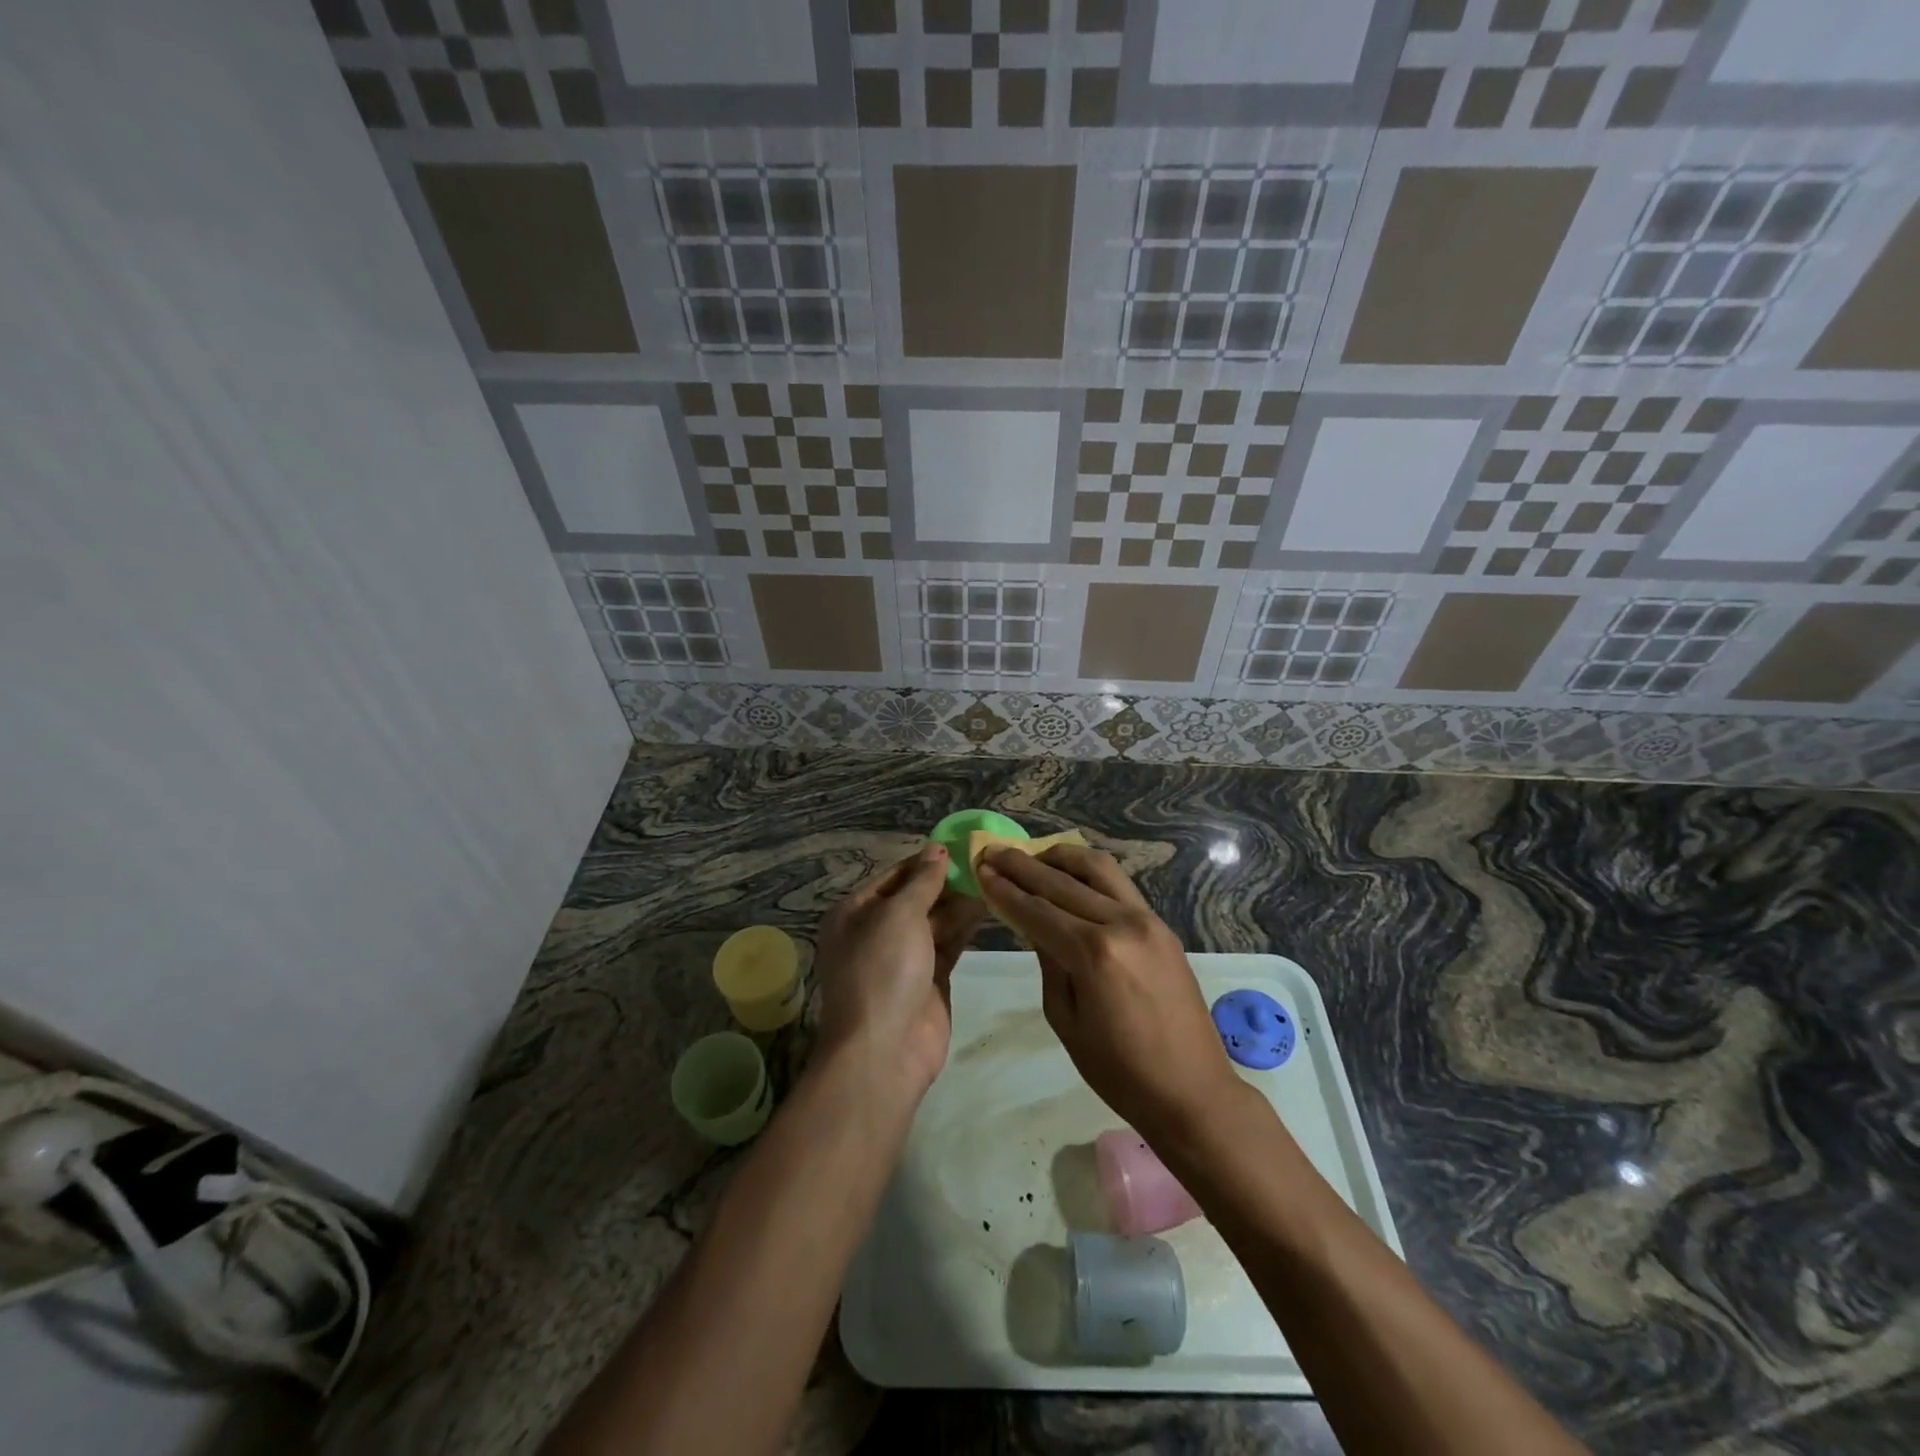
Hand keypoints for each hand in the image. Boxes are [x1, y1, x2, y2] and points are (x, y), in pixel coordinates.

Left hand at [815, 843, 986, 1095]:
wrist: (885, 1049)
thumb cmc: (883, 969)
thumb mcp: (899, 915)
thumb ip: (922, 881)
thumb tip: (937, 849)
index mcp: (854, 913)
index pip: (893, 876)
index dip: (924, 861)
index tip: (960, 845)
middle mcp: (875, 933)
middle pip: (914, 898)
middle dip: (945, 881)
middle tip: (984, 861)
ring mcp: (903, 959)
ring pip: (934, 921)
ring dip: (959, 903)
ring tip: (993, 878)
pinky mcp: (929, 981)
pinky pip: (948, 946)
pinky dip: (965, 928)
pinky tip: (988, 908)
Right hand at [977, 844, 1240, 1142]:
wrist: (1192, 1090)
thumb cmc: (1119, 1071)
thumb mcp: (1066, 1021)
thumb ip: (1049, 963)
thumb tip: (1035, 925)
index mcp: (1094, 953)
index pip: (1037, 910)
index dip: (1005, 889)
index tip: (981, 868)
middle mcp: (1121, 924)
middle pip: (1062, 882)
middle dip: (1023, 865)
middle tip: (994, 852)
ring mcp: (1147, 920)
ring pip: (1098, 868)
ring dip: (1060, 858)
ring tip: (1033, 855)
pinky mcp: (1162, 925)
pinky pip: (1120, 885)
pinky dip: (1090, 873)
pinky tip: (1071, 875)